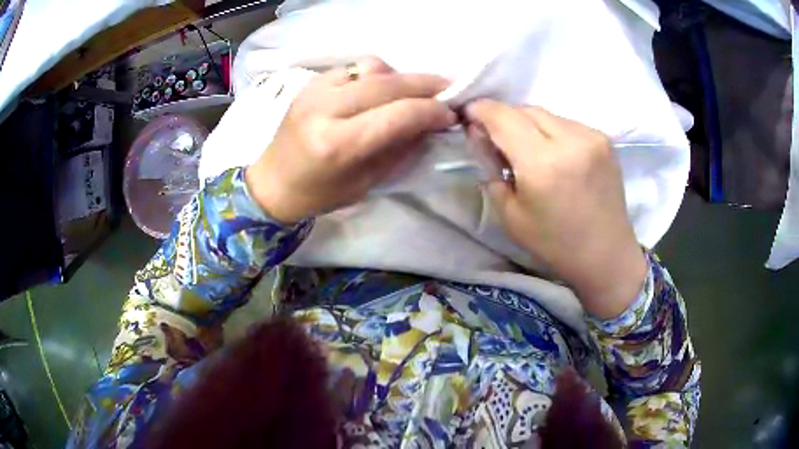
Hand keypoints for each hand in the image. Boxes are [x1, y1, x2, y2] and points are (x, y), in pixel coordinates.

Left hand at [245, 57, 456, 223]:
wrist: (274, 182)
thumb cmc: (321, 194)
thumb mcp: (367, 182)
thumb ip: (400, 147)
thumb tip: (431, 123)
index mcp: (338, 144)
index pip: (398, 115)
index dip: (431, 111)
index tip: (450, 114)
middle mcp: (325, 109)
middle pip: (388, 84)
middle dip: (425, 85)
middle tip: (447, 91)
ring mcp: (315, 90)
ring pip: (373, 67)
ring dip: (401, 77)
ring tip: (413, 90)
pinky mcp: (310, 82)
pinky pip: (354, 66)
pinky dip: (376, 74)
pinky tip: (382, 88)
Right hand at [466, 100, 646, 318]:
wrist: (606, 253)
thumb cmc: (554, 243)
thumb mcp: (509, 214)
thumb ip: (490, 168)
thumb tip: (479, 135)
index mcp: (542, 164)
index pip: (502, 116)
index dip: (481, 110)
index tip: (469, 115)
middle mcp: (569, 140)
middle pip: (524, 109)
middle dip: (504, 118)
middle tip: (497, 139)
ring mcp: (591, 136)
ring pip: (546, 114)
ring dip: (529, 124)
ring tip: (527, 149)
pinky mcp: (604, 139)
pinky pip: (566, 123)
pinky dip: (551, 131)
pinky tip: (554, 154)